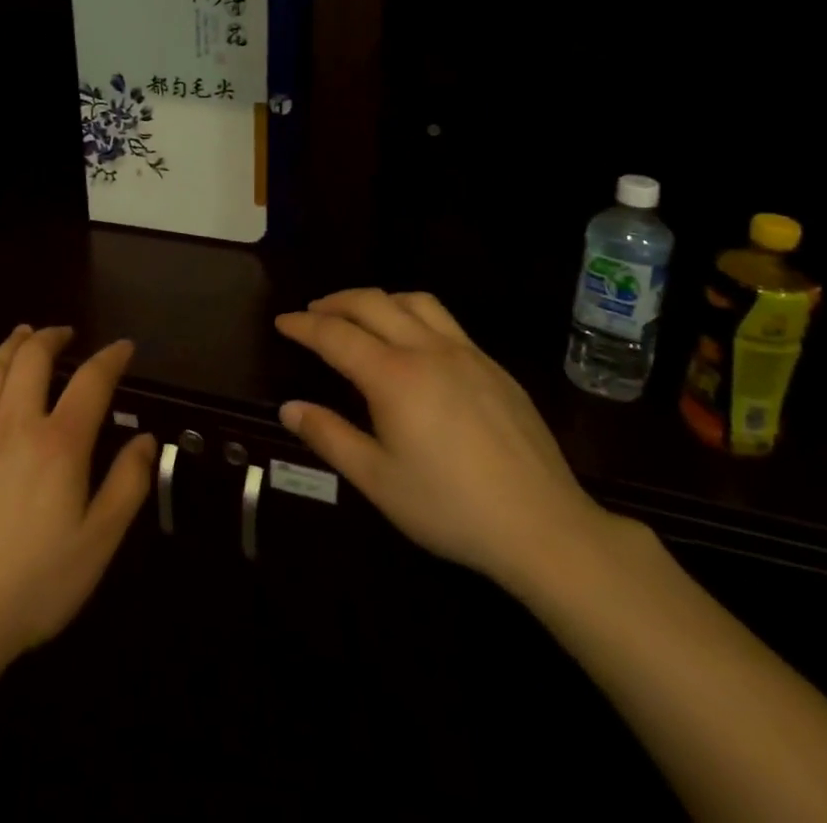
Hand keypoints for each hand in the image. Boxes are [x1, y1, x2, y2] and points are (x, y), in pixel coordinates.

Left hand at [0, 325, 156, 674]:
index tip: (123, 347)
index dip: (111, 357)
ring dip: (12, 346)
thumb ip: (127, 485)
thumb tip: (145, 439)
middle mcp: (13, 423)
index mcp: (59, 443)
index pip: (91, 380)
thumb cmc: (32, 586)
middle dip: (52, 336)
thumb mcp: (97, 544)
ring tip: (24, 335)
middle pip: (33, 357)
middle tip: (65, 333)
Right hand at [276, 289, 618, 600]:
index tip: (282, 322)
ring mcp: (466, 353)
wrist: (543, 527)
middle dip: (336, 302)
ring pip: (414, 301)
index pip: (335, 335)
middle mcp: (427, 350)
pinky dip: (414, 315)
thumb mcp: (378, 481)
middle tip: (313, 314)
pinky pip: (445, 321)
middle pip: (372, 302)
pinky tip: (414, 343)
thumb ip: (329, 437)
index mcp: (393, 376)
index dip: (304, 325)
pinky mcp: (494, 367)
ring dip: (378, 299)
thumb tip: (289, 407)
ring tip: (361, 316)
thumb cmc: (450, 509)